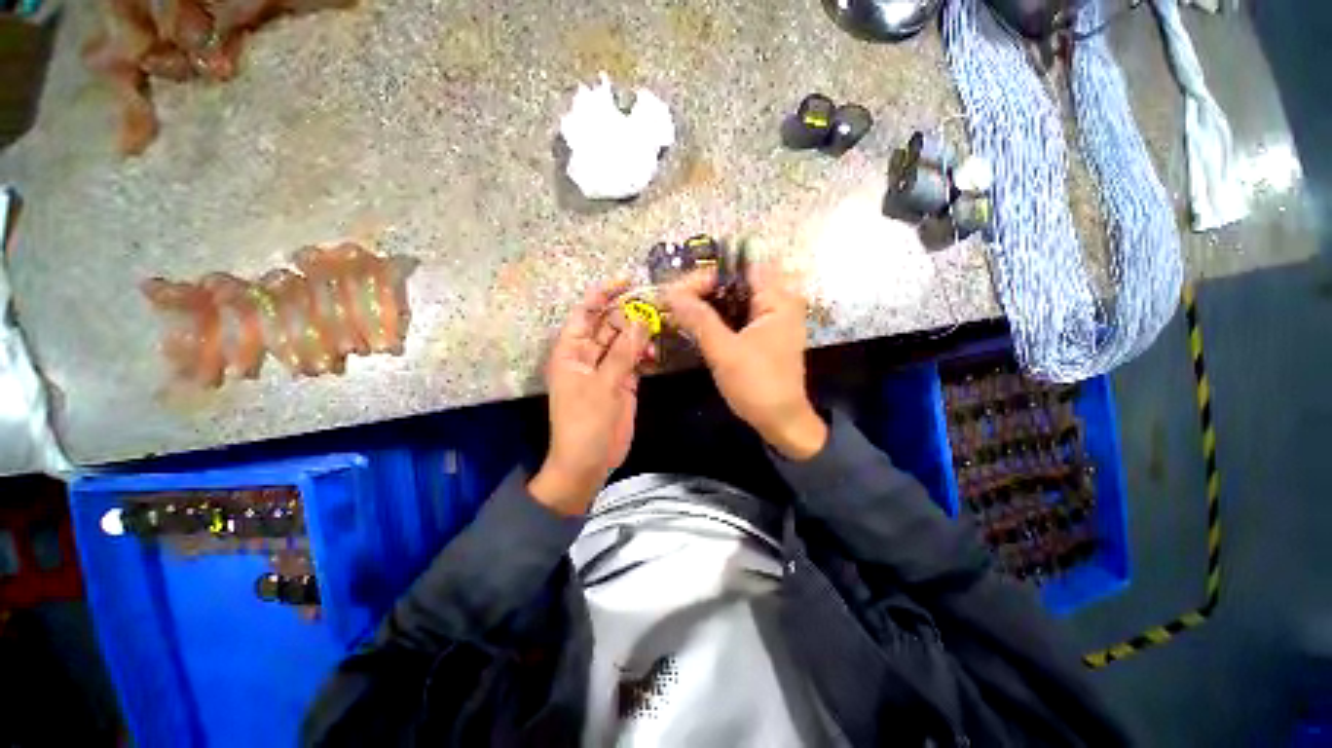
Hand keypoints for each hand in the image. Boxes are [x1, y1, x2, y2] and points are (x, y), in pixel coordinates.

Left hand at [529, 279, 652, 514]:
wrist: (588, 462)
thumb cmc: (586, 423)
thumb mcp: (604, 385)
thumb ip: (624, 352)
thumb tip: (641, 320)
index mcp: (571, 351)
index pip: (585, 313)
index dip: (603, 294)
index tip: (627, 281)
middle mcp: (588, 355)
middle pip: (608, 324)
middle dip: (629, 313)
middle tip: (656, 304)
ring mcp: (606, 369)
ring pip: (624, 341)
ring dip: (640, 333)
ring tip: (660, 327)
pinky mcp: (622, 382)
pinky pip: (634, 360)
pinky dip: (645, 354)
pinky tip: (657, 352)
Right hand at [663, 264, 827, 459]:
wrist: (780, 421)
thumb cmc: (757, 385)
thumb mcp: (724, 351)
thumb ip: (698, 319)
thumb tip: (670, 292)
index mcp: (777, 299)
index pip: (741, 267)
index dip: (711, 273)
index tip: (682, 289)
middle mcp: (779, 302)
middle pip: (738, 282)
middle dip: (706, 288)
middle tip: (676, 301)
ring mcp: (772, 319)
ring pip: (736, 299)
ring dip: (710, 304)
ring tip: (681, 311)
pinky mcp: (763, 334)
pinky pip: (738, 316)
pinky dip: (719, 317)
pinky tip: (698, 325)